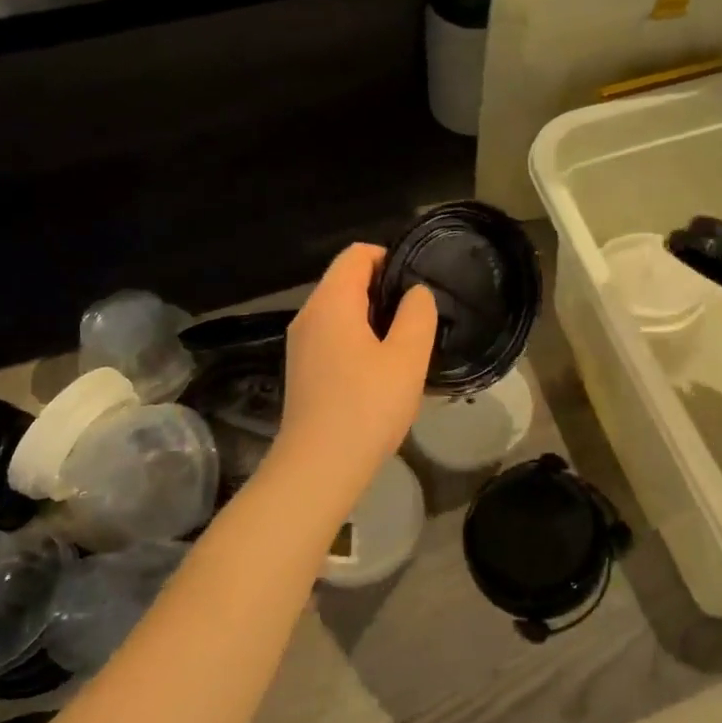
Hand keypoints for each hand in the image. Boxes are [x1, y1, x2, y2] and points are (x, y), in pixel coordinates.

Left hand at [274, 244, 436, 496]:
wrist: (318, 468)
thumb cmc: (366, 407)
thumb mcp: (407, 358)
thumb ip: (417, 315)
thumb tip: (416, 293)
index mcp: (331, 302)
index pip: (357, 254)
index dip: (391, 258)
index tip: (419, 285)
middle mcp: (309, 315)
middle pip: (347, 280)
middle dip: (385, 290)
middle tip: (420, 318)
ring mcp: (301, 344)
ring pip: (341, 311)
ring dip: (374, 319)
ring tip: (406, 345)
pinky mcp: (303, 370)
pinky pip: (333, 337)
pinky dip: (358, 340)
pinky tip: (381, 371)